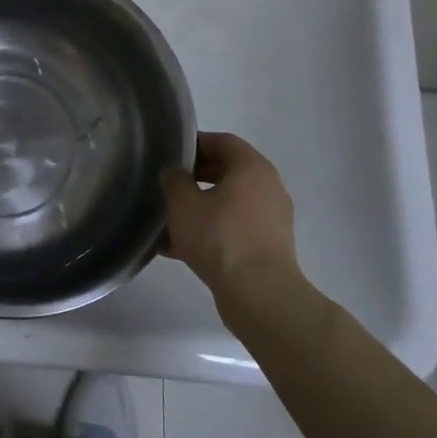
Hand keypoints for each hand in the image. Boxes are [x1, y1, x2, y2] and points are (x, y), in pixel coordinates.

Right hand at [162, 132, 302, 300]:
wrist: (259, 296)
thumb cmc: (221, 237)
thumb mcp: (183, 203)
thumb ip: (174, 179)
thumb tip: (175, 172)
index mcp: (252, 167)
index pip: (222, 141)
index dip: (194, 143)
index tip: (169, 154)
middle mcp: (268, 187)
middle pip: (226, 172)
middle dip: (194, 177)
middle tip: (166, 185)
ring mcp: (271, 220)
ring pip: (227, 204)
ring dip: (199, 208)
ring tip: (167, 220)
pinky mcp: (267, 248)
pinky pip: (232, 230)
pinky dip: (209, 232)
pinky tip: (178, 248)